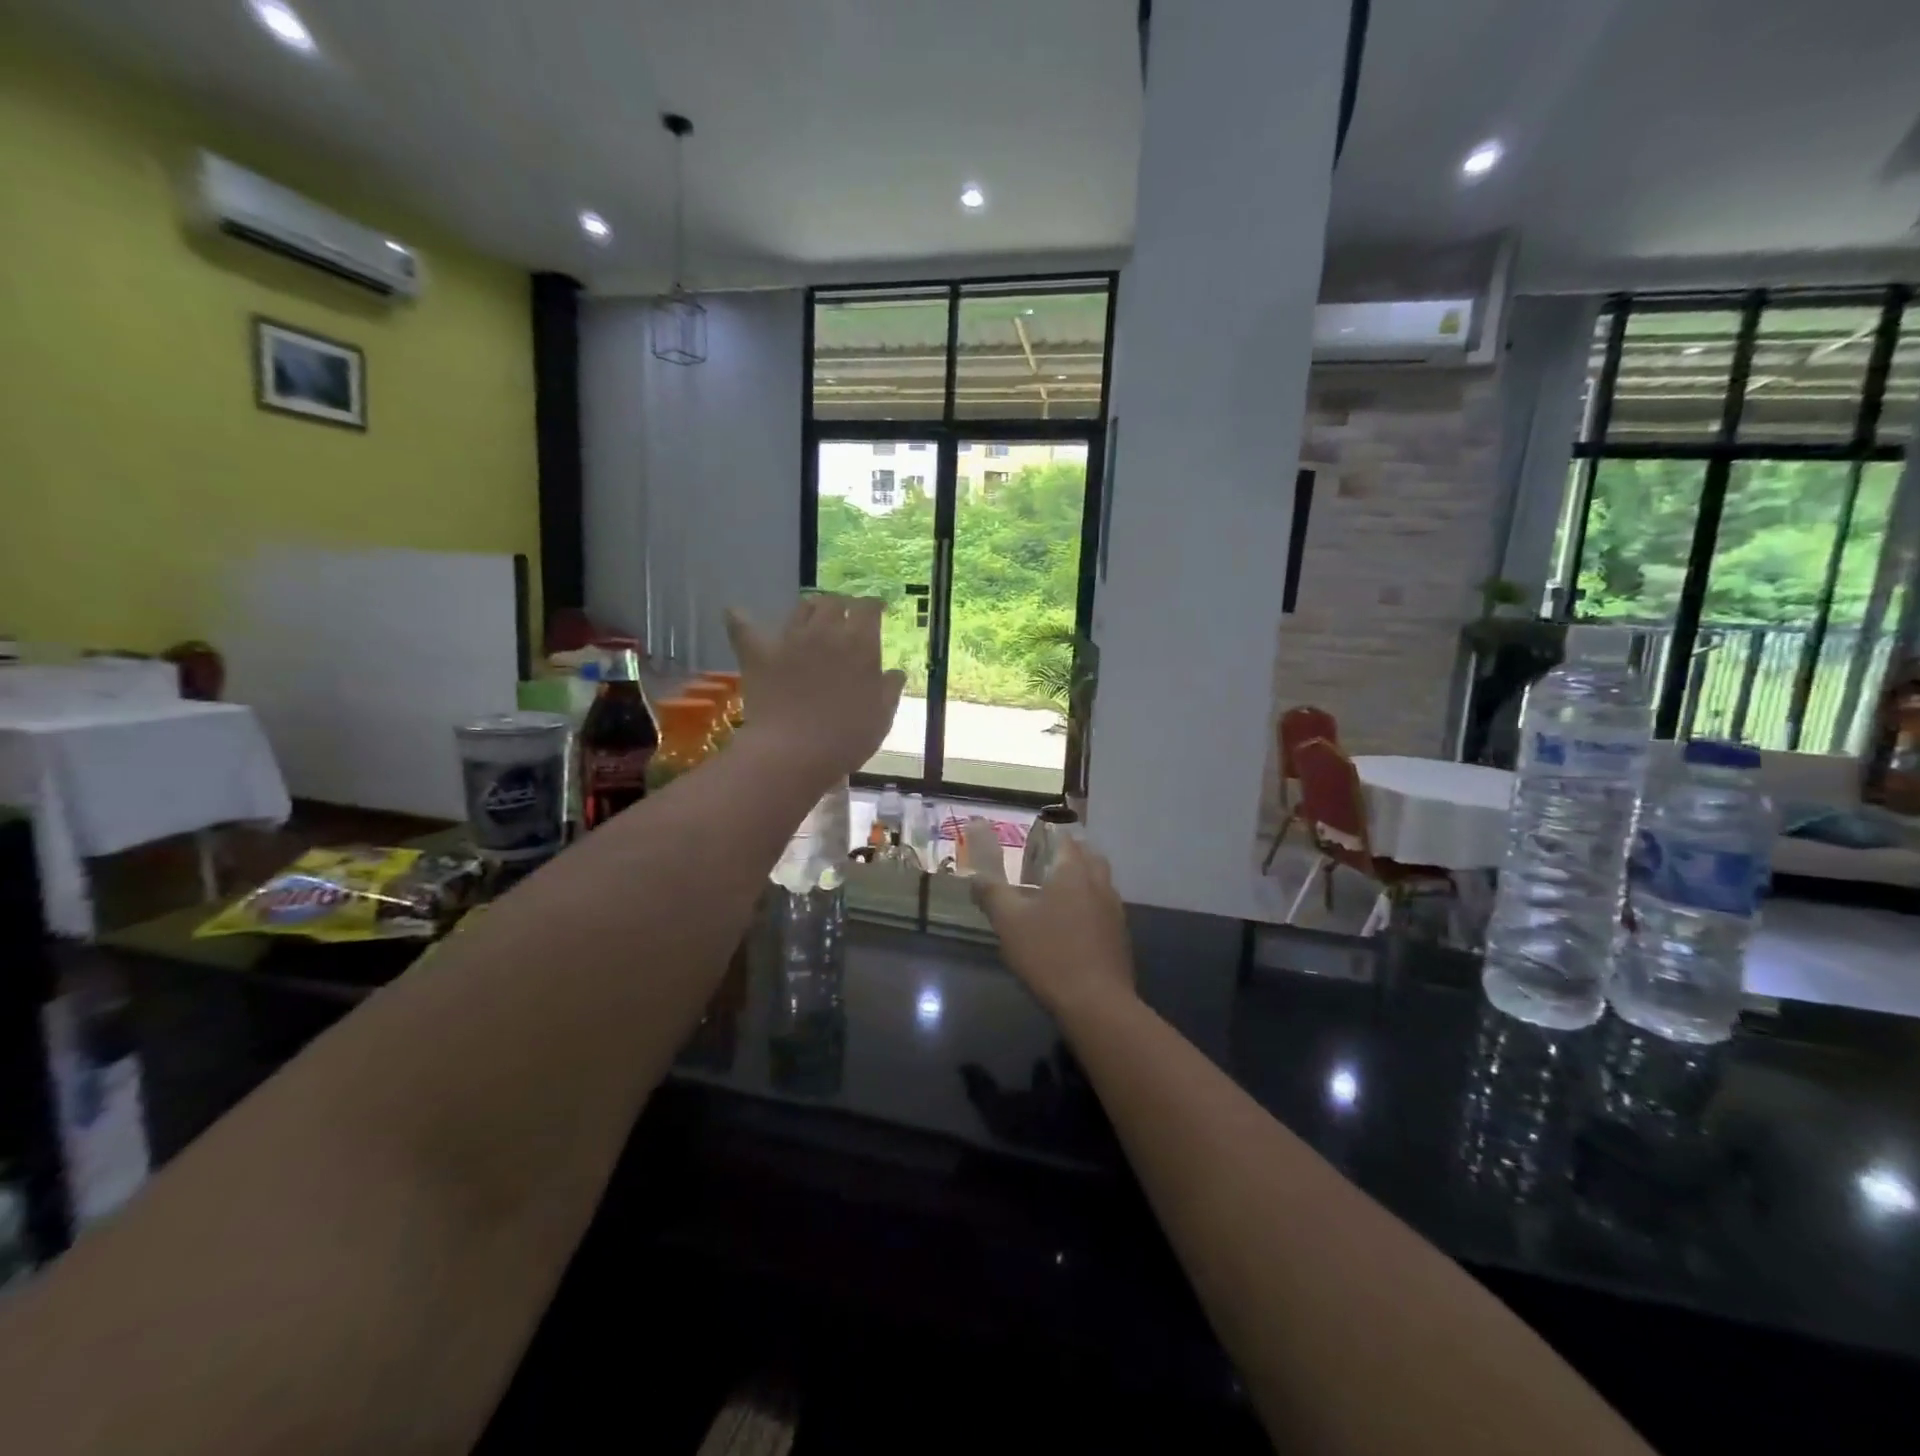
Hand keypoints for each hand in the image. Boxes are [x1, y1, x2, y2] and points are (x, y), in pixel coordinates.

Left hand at [725, 595, 905, 785]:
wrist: (793, 752)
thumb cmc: (846, 738)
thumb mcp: (882, 717)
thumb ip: (890, 689)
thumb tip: (896, 672)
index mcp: (860, 644)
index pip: (868, 609)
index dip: (874, 606)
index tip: (878, 611)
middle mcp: (825, 632)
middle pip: (834, 602)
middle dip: (843, 605)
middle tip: (846, 618)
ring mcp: (790, 640)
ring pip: (801, 609)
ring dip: (811, 610)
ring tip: (813, 620)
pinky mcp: (760, 654)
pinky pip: (745, 628)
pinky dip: (741, 619)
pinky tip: (735, 613)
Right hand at [972, 838, 1134, 1019]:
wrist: (1096, 1003)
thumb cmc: (1049, 954)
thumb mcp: (1008, 922)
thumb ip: (991, 893)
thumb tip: (975, 877)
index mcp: (1074, 872)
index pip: (1066, 840)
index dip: (1050, 835)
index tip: (1033, 839)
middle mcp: (1099, 884)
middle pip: (1089, 857)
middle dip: (1070, 854)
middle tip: (1046, 862)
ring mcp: (1114, 911)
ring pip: (1100, 882)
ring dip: (1083, 880)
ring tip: (1058, 893)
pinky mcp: (1120, 936)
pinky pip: (1104, 908)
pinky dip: (1090, 905)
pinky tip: (1073, 925)